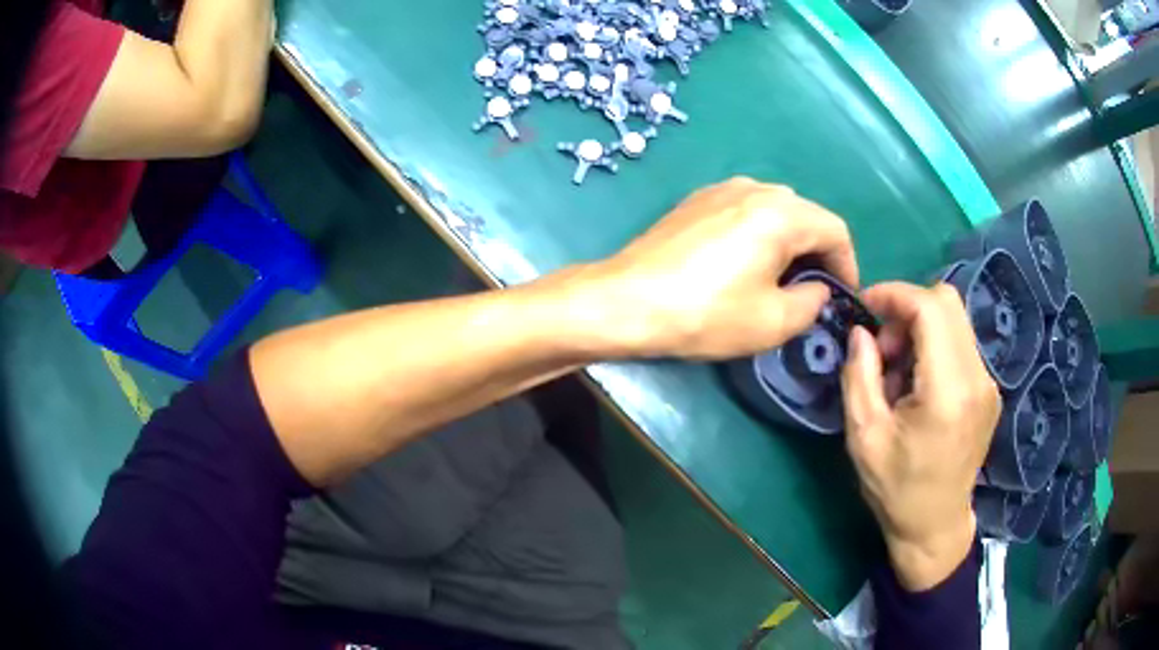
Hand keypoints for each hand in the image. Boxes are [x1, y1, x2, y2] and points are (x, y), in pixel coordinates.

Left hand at [581, 177, 857, 358]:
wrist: (626, 301)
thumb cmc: (706, 313)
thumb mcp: (773, 321)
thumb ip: (811, 303)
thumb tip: (816, 290)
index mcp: (781, 212)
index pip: (835, 230)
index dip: (848, 265)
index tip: (843, 297)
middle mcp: (755, 188)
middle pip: (806, 216)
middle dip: (819, 253)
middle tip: (814, 292)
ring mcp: (721, 189)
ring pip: (775, 210)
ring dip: (789, 242)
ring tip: (781, 280)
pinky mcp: (696, 201)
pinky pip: (745, 210)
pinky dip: (760, 233)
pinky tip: (745, 263)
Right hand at [841, 283, 999, 590]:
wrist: (935, 525)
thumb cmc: (896, 489)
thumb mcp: (864, 437)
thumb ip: (859, 376)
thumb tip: (860, 332)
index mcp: (948, 392)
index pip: (930, 308)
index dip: (895, 294)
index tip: (865, 307)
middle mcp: (977, 378)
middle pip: (947, 302)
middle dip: (907, 309)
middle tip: (882, 346)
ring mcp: (988, 383)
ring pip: (955, 319)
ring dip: (921, 328)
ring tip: (898, 370)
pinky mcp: (989, 390)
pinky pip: (961, 343)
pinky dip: (935, 346)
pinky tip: (918, 383)